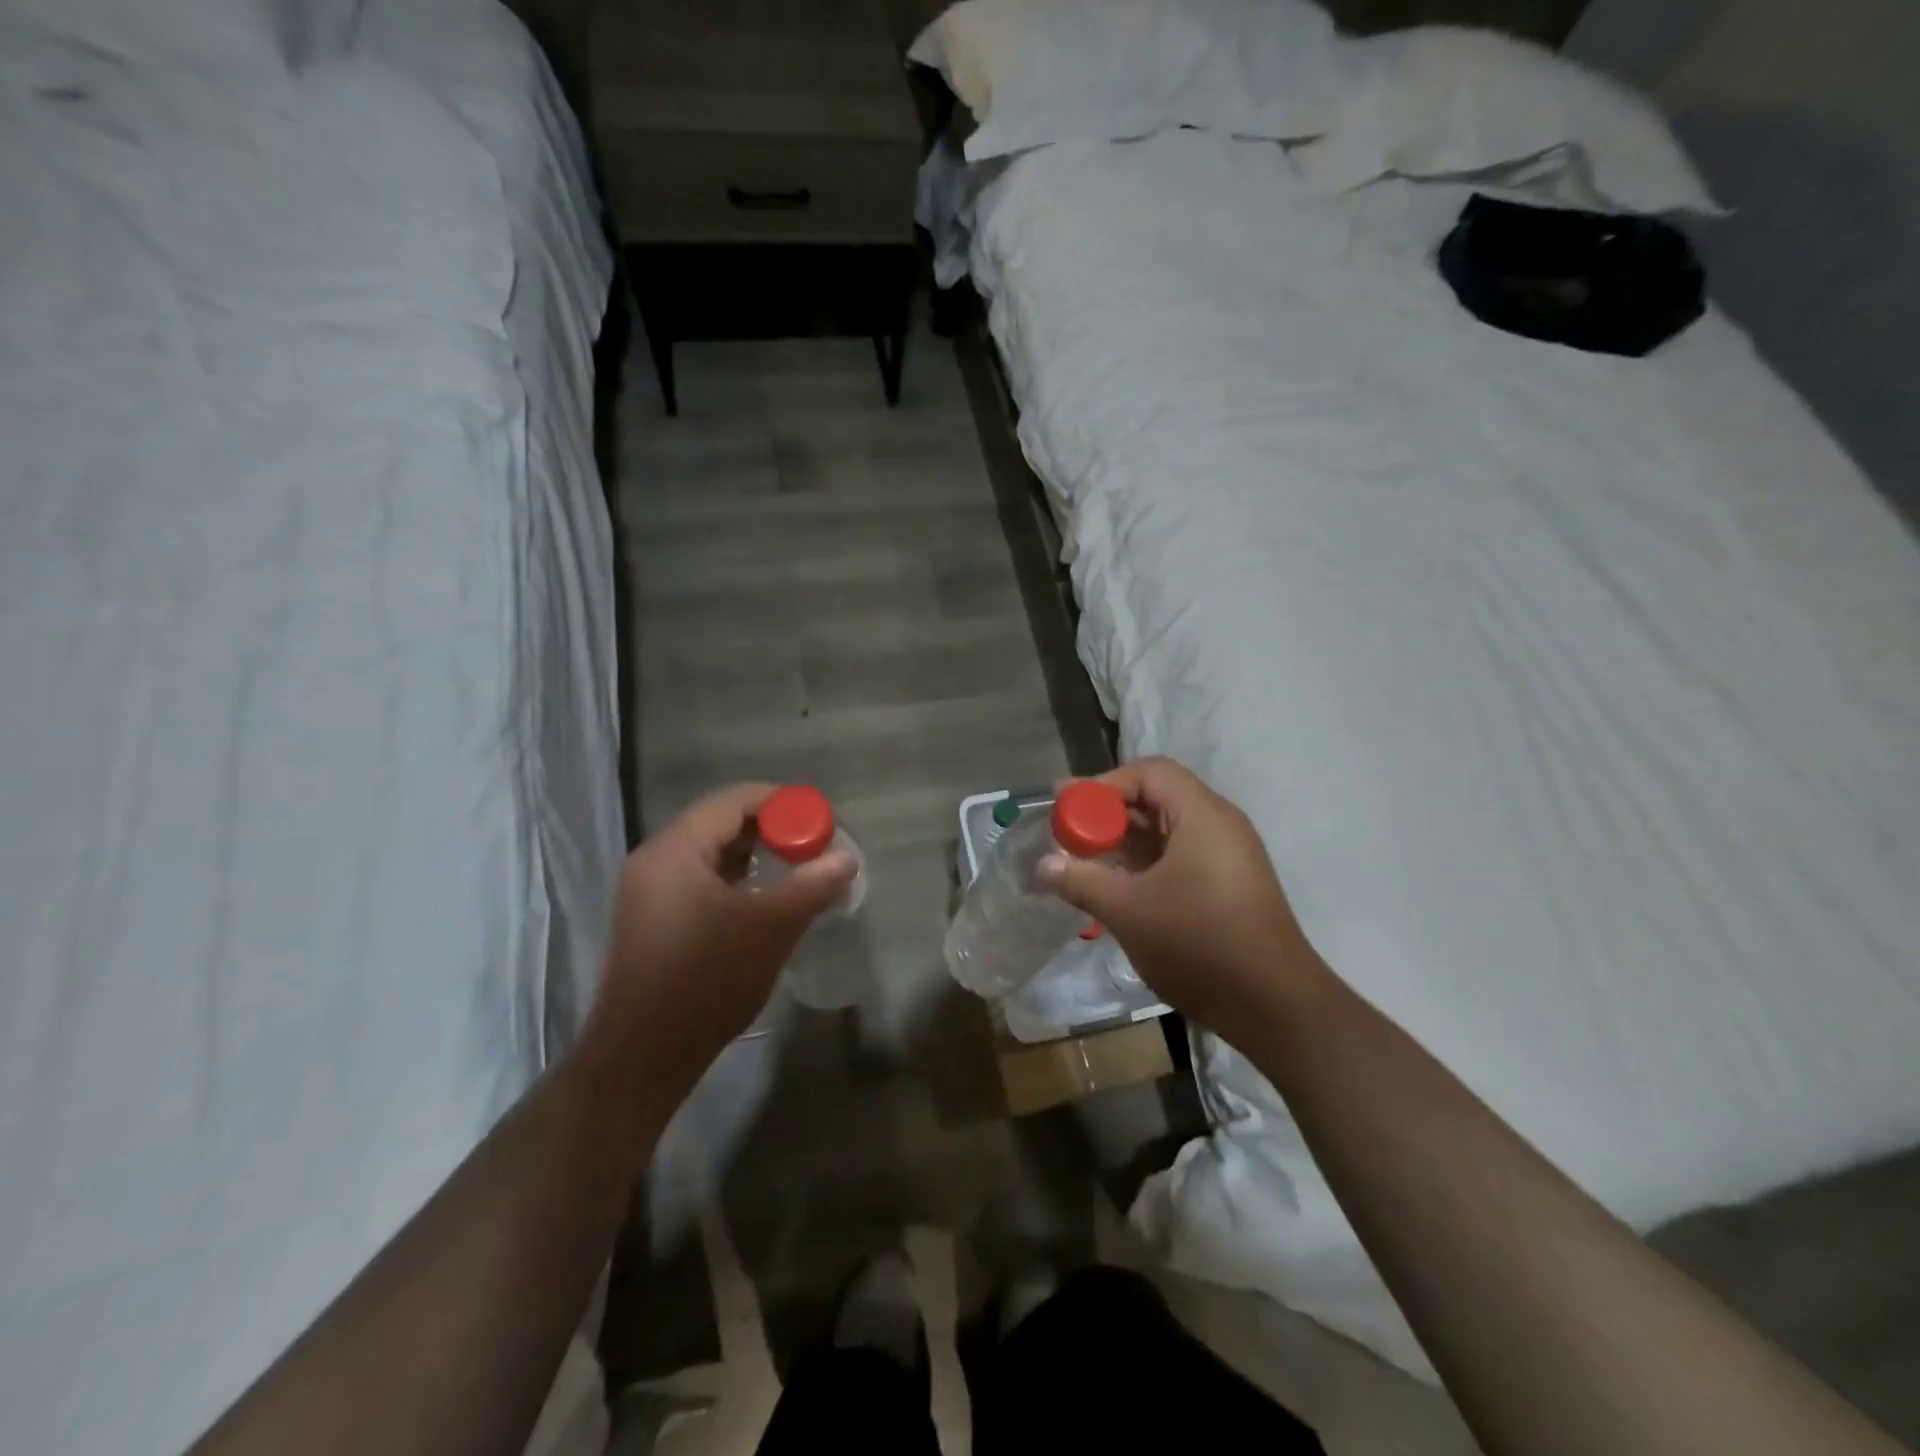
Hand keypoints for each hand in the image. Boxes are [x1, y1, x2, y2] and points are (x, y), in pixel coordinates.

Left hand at [581, 785, 855, 1104]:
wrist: (643, 1057)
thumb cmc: (706, 980)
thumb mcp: (770, 928)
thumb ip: (812, 885)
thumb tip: (848, 857)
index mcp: (675, 850)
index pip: (734, 800)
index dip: (782, 803)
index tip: (821, 822)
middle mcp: (655, 860)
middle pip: (721, 822)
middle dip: (772, 829)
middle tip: (814, 847)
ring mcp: (648, 892)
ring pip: (711, 853)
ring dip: (755, 856)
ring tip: (796, 871)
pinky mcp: (653, 920)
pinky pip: (700, 880)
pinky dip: (735, 879)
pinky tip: (764, 901)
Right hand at [1038, 758, 1327, 1035]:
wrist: (1274, 1007)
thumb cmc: (1199, 945)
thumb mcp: (1129, 911)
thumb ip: (1082, 880)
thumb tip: (1043, 864)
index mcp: (1202, 816)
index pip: (1149, 772)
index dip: (1104, 784)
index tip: (1067, 806)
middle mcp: (1218, 826)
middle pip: (1156, 798)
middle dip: (1108, 812)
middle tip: (1066, 832)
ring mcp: (1226, 858)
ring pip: (1166, 831)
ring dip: (1123, 840)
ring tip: (1083, 858)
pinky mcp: (1227, 887)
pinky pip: (1178, 857)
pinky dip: (1144, 863)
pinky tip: (1116, 885)